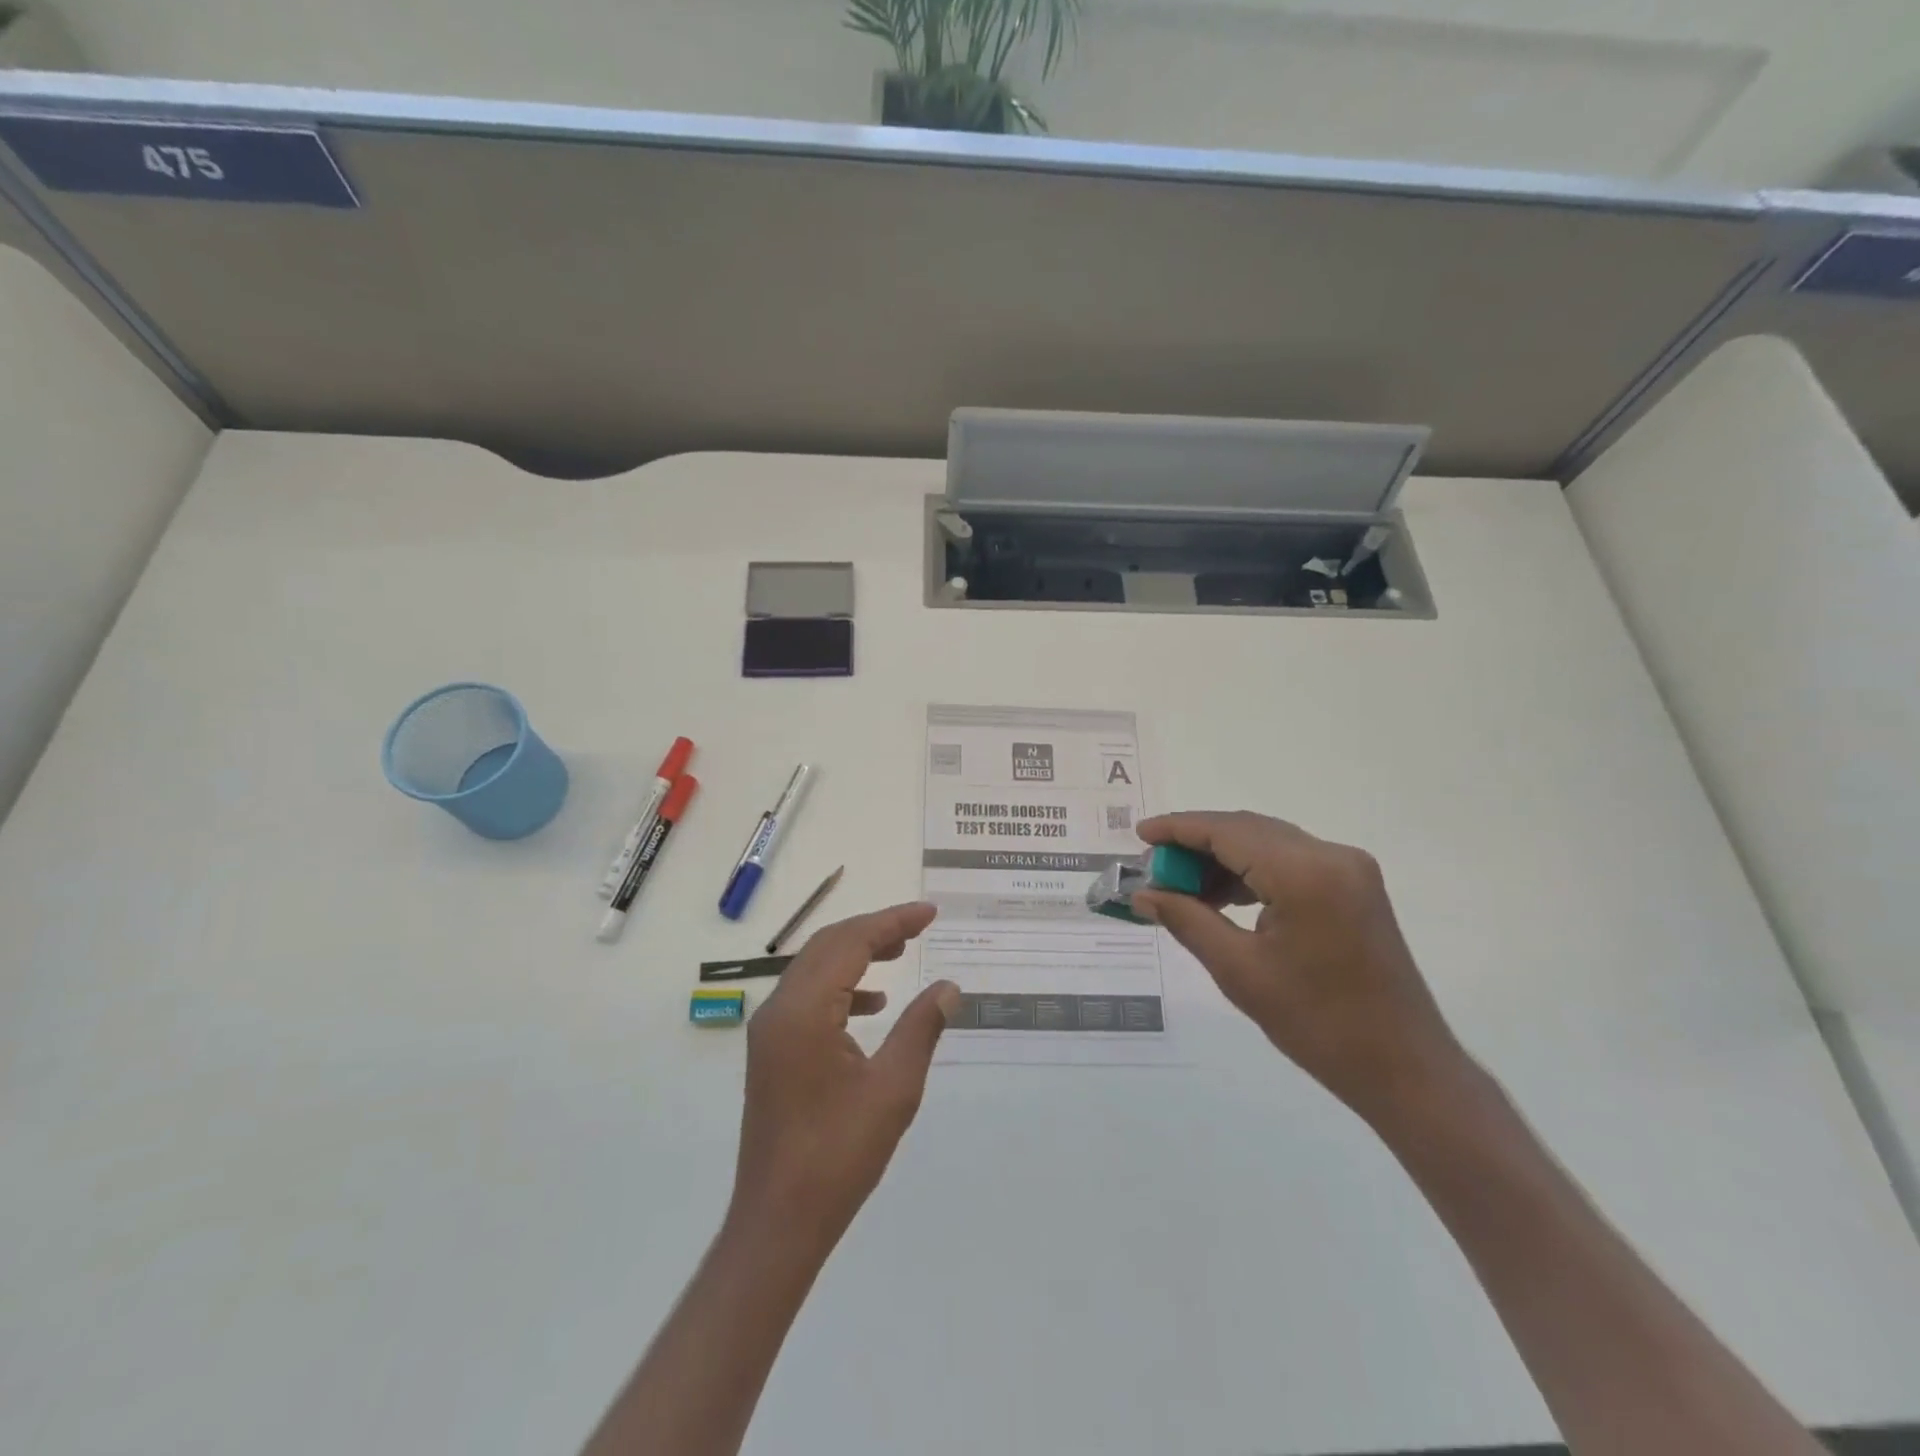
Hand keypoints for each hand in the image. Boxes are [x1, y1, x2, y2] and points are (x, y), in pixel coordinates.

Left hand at [730, 902, 958, 1251]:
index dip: (892, 921)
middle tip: (919, 926)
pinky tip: (873, 1004)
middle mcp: (779, 1009)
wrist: (779, 1222)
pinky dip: (842, 986)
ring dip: (857, 954)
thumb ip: (921, 1027)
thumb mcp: (894, 1089)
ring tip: (901, 953)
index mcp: (803, 1010)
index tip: (930, 913)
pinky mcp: (772, 1050)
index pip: (850, 942)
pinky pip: (808, 996)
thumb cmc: (839, 1155)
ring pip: (816, 968)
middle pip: (828, 946)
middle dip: (875, 930)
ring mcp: (770, 1030)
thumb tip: (948, 986)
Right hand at [1132, 812, 1469, 1125]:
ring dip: (1223, 857)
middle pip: (1247, 829)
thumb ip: (1187, 919)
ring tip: (1182, 887)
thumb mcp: (1239, 971)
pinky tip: (1223, 896)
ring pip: (1268, 842)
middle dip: (1197, 843)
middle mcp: (1331, 855)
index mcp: (1305, 873)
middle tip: (1155, 868)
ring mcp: (1349, 868)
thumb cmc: (1318, 1024)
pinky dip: (1252, 871)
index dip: (1179, 829)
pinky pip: (1290, 861)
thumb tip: (1142, 894)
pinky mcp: (1354, 885)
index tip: (1139, 835)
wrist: (1404, 1068)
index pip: (1227, 831)